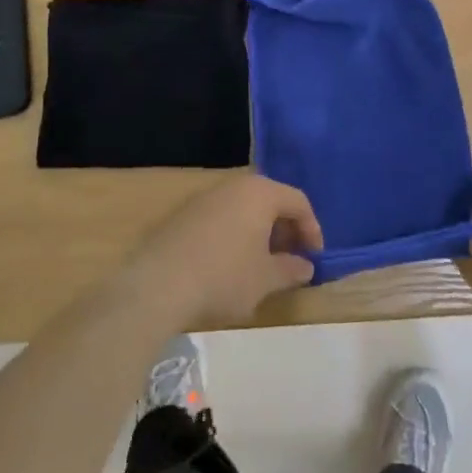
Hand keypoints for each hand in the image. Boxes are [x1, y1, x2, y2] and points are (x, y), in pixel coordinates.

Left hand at [126, 176, 322, 330]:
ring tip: (261, 265)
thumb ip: (291, 269)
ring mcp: (204, 198)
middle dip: (284, 230)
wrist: (157, 286)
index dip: (312, 229)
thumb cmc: (224, 277)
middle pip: (270, 200)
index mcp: (260, 193)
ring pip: (243, 209)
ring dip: (259, 233)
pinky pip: (220, 218)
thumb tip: (306, 266)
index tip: (314, 257)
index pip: (298, 201)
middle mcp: (233, 186)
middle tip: (290, 259)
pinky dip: (234, 235)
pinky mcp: (182, 215)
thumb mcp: (265, 279)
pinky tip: (229, 265)